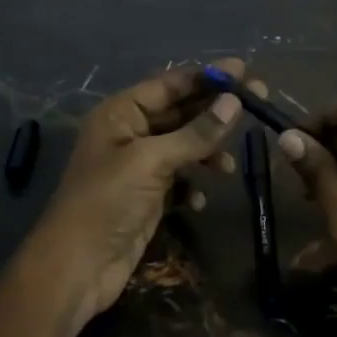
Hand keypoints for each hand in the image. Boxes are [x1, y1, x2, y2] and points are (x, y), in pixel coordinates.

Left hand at [26, 61, 248, 333]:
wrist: (77, 267)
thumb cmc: (107, 202)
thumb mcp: (151, 161)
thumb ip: (195, 133)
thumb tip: (233, 102)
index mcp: (120, 113)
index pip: (169, 84)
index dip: (206, 76)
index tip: (244, 70)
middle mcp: (129, 133)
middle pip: (180, 112)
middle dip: (215, 110)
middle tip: (258, 102)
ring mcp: (138, 166)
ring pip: (183, 146)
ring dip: (207, 151)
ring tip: (228, 166)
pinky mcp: (147, 196)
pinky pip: (180, 178)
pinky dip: (194, 183)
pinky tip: (200, 198)